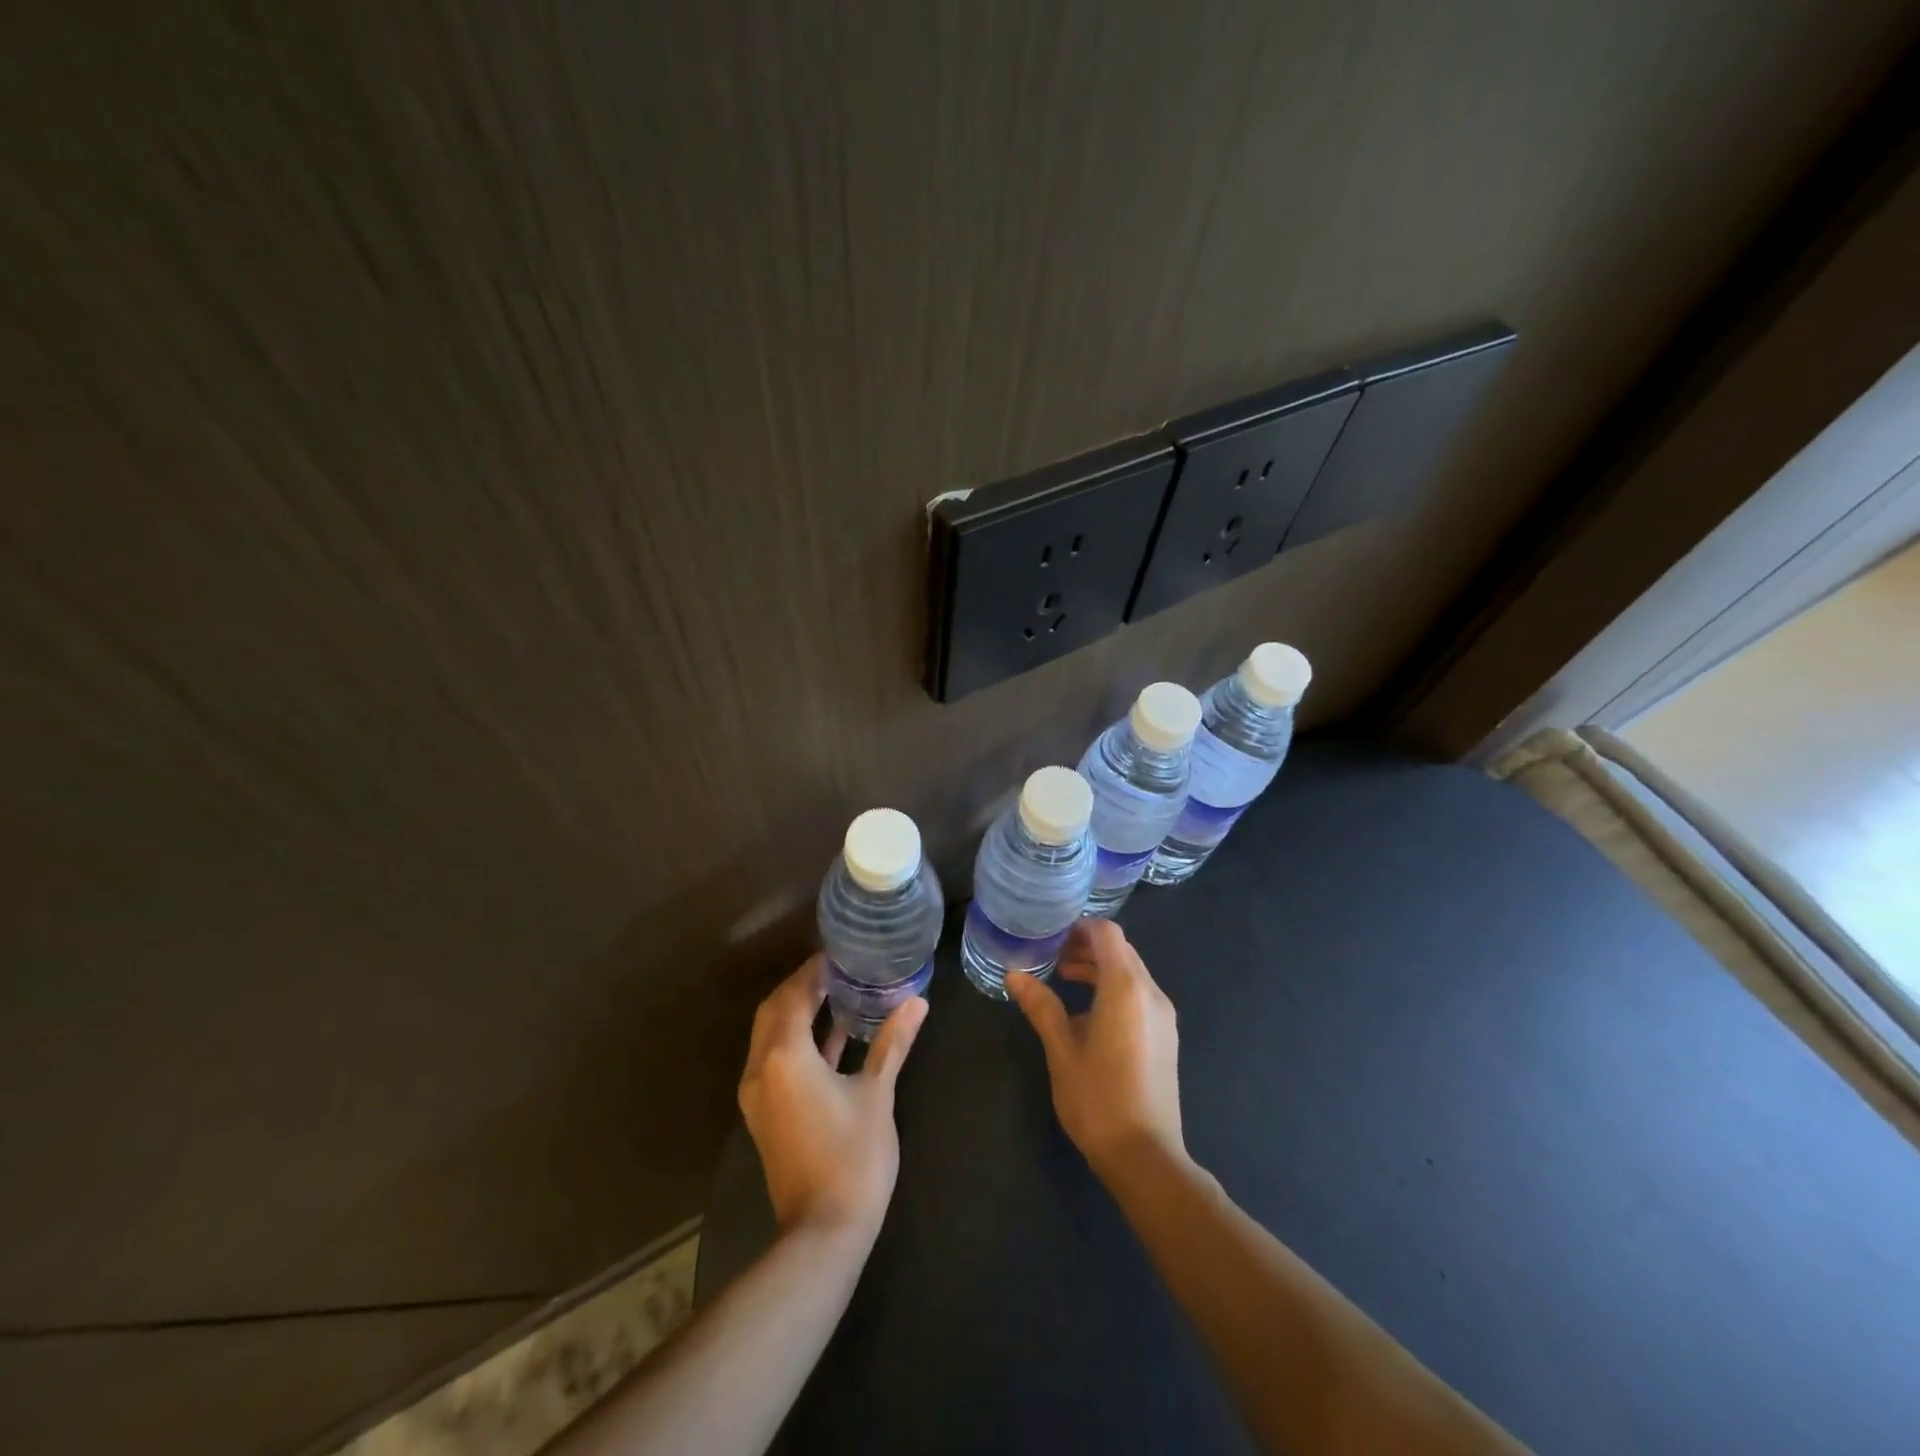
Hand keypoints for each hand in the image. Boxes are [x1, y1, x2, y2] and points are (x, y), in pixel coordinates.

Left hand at [737, 956, 928, 1240]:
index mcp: (785, 1055)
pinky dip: (797, 1039)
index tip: (840, 952)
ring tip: (837, 991)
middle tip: (838, 968)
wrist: (823, 1231)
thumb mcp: (877, 1093)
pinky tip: (833, 1034)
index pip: (795, 995)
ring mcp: (759, 1092)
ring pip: (771, 1033)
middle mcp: (761, 1067)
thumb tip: (917, 1001)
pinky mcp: (766, 1112)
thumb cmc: (853, 1156)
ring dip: (797, 1010)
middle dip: (802, 985)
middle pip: (775, 1009)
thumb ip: (893, 1042)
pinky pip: (775, 1057)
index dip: (815, 970)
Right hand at [1007, 920, 1184, 1179]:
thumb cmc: (1098, 1098)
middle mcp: (1151, 993)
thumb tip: (1014, 974)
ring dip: (1099, 968)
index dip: (1079, 927)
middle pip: (1120, 950)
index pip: (1107, 934)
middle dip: (1086, 946)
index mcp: (1126, 987)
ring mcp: (1163, 1016)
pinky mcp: (1165, 1036)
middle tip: (1051, 955)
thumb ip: (1041, 1006)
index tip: (1051, 934)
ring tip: (1063, 978)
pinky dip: (1113, 989)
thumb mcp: (1062, 1049)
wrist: (1145, 1155)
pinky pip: (1139, 995)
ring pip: (1131, 972)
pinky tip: (1087, 1012)